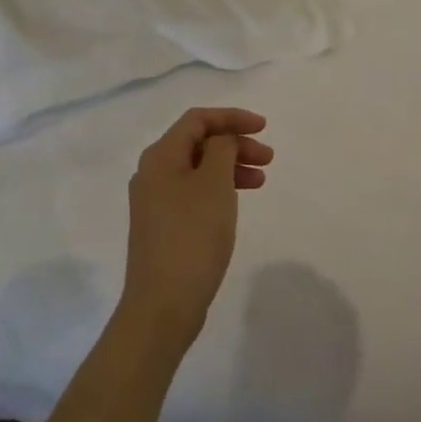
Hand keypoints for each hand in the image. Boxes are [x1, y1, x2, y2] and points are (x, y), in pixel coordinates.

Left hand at [120, 107, 272, 352]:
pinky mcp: (163, 226)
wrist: (163, 304)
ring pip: (199, 169)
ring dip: (231, 167)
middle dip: (235, 144)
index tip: (264, 128)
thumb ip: (222, 150)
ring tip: (261, 181)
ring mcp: (155, 202)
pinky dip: (220, 189)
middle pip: (198, 143)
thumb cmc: (193, 236)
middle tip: (268, 158)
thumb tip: (222, 139)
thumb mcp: (215, 184)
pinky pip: (195, 192)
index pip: (197, 120)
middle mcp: (152, 173)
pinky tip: (237, 202)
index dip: (232, 117)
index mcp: (160, 157)